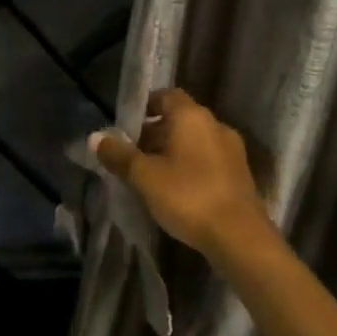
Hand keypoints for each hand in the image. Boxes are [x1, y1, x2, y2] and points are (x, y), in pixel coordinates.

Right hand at [90, 88, 269, 261]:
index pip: (166, 95)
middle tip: (132, 155)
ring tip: (151, 175)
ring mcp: (232, 151)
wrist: (241, 240)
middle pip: (179, 119)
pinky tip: (177, 190)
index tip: (127, 126)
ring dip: (173, 151)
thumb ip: (119, 155)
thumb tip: (95, 137)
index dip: (145, 106)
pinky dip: (190, 167)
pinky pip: (208, 160)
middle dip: (154, 133)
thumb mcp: (144, 176)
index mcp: (192, 116)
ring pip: (194, 141)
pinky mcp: (241, 176)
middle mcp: (215, 125)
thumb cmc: (188, 196)